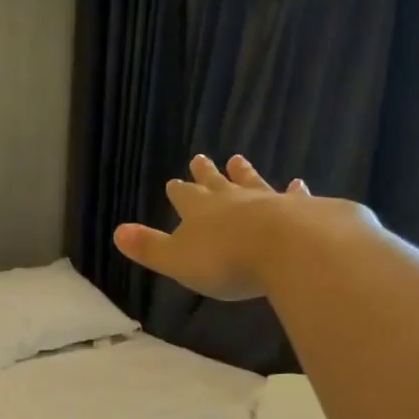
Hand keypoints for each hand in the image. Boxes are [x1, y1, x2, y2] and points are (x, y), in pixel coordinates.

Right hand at [113, 155, 314, 301]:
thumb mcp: (177, 260)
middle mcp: (232, 199)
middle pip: (215, 182)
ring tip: (238, 159)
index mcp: (199, 211)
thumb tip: (117, 232)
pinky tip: (298, 184)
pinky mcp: (301, 210)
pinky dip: (294, 191)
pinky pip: (294, 197)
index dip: (178, 191)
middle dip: (206, 173)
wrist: (288, 249)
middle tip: (200, 158)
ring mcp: (268, 201)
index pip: (184, 196)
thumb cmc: (226, 260)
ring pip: (251, 183)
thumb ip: (149, 247)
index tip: (174, 181)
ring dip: (244, 173)